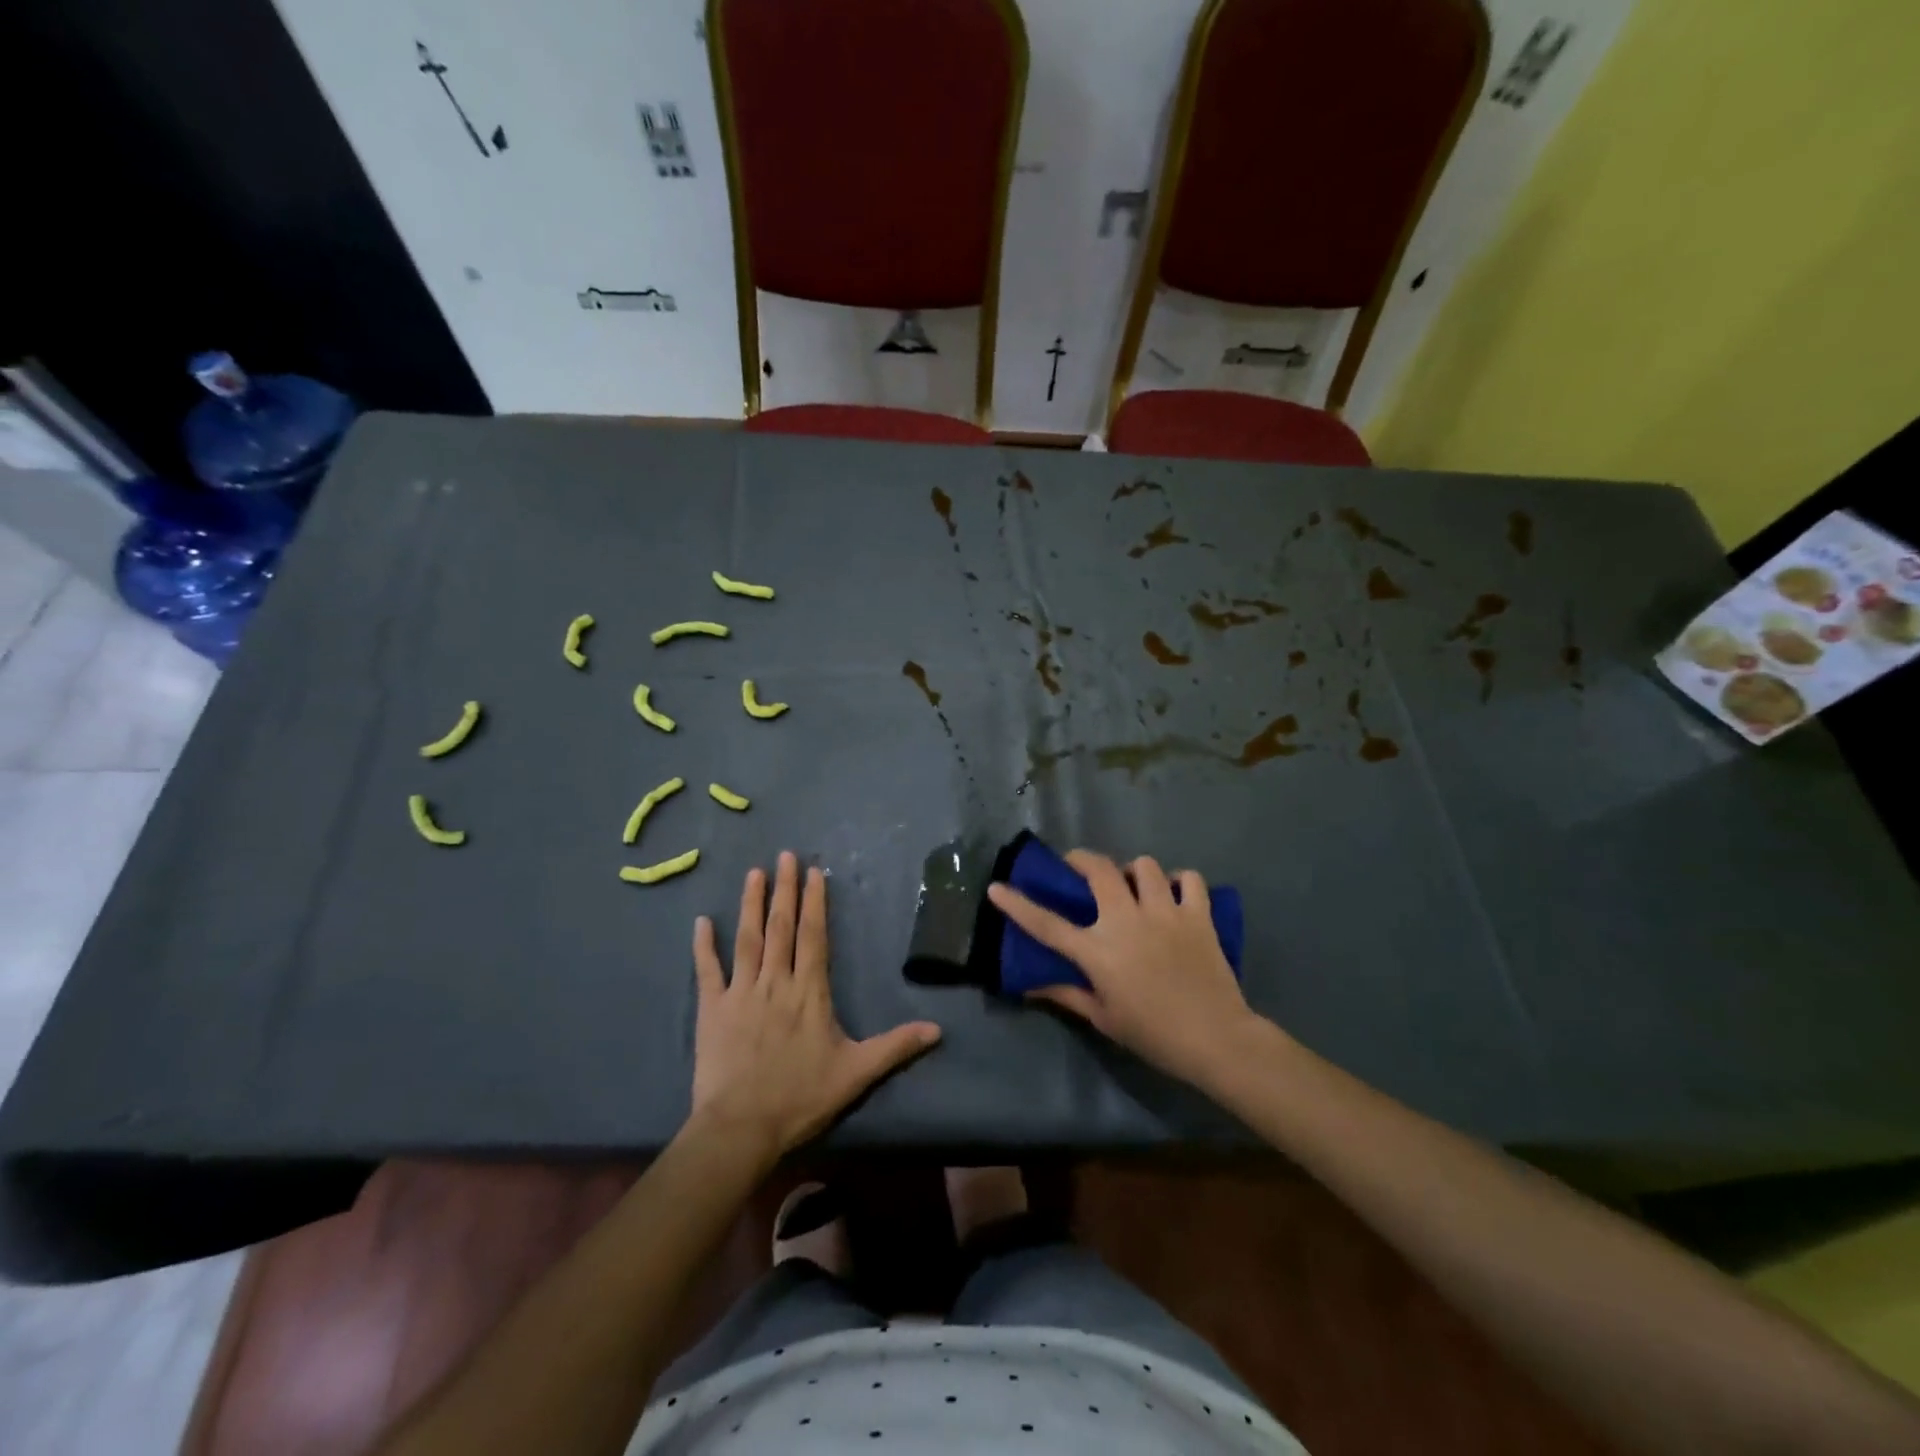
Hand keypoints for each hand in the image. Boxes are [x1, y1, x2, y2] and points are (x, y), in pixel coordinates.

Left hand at [691, 852, 940, 1157]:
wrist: (741, 1127)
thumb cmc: (801, 1097)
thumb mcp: (856, 1073)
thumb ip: (895, 1046)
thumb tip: (937, 1030)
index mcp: (809, 992)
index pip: (813, 936)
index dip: (814, 902)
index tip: (814, 872)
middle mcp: (776, 982)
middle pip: (781, 927)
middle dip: (785, 889)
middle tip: (785, 856)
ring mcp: (741, 993)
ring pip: (748, 939)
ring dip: (751, 904)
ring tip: (754, 873)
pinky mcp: (712, 1009)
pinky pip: (708, 971)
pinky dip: (704, 946)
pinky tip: (702, 921)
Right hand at [987, 850, 1259, 1088]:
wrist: (1215, 1039)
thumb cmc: (1153, 1034)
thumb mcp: (1104, 1018)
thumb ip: (1067, 994)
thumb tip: (1030, 986)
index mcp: (1098, 951)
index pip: (1047, 923)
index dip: (1017, 904)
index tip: (997, 887)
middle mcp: (1126, 921)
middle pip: (1099, 870)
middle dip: (1082, 860)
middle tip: (1078, 866)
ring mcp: (1164, 913)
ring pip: (1144, 866)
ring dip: (1134, 871)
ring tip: (1134, 885)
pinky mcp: (1197, 914)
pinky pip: (1189, 878)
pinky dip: (1180, 881)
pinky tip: (1174, 893)